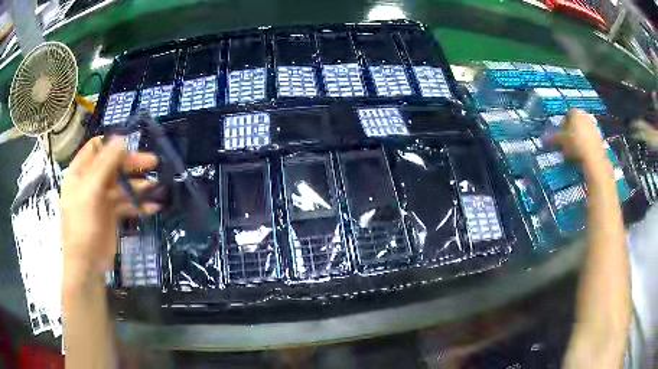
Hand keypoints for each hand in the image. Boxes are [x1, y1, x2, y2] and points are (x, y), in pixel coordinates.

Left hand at [60, 136, 159, 287]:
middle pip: (112, 166)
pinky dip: (139, 205)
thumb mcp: (91, 191)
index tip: (132, 146)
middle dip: (132, 164)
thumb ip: (106, 165)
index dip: (112, 145)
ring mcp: (101, 199)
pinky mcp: (111, 215)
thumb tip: (122, 139)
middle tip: (153, 163)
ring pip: (122, 185)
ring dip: (138, 186)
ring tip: (156, 187)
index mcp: (80, 172)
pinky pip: (127, 204)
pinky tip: (153, 208)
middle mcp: (90, 182)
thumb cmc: (82, 226)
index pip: (96, 148)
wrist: (86, 265)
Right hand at [556, 109, 606, 164]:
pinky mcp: (600, 138)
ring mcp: (594, 126)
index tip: (559, 137)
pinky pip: (590, 140)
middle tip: (567, 143)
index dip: (562, 126)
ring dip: (579, 139)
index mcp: (575, 111)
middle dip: (572, 132)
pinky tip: (582, 155)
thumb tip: (544, 139)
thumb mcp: (561, 142)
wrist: (593, 158)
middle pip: (576, 123)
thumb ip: (553, 139)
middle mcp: (585, 115)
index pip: (566, 115)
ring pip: (584, 131)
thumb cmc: (575, 144)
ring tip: (574, 152)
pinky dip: (586, 145)